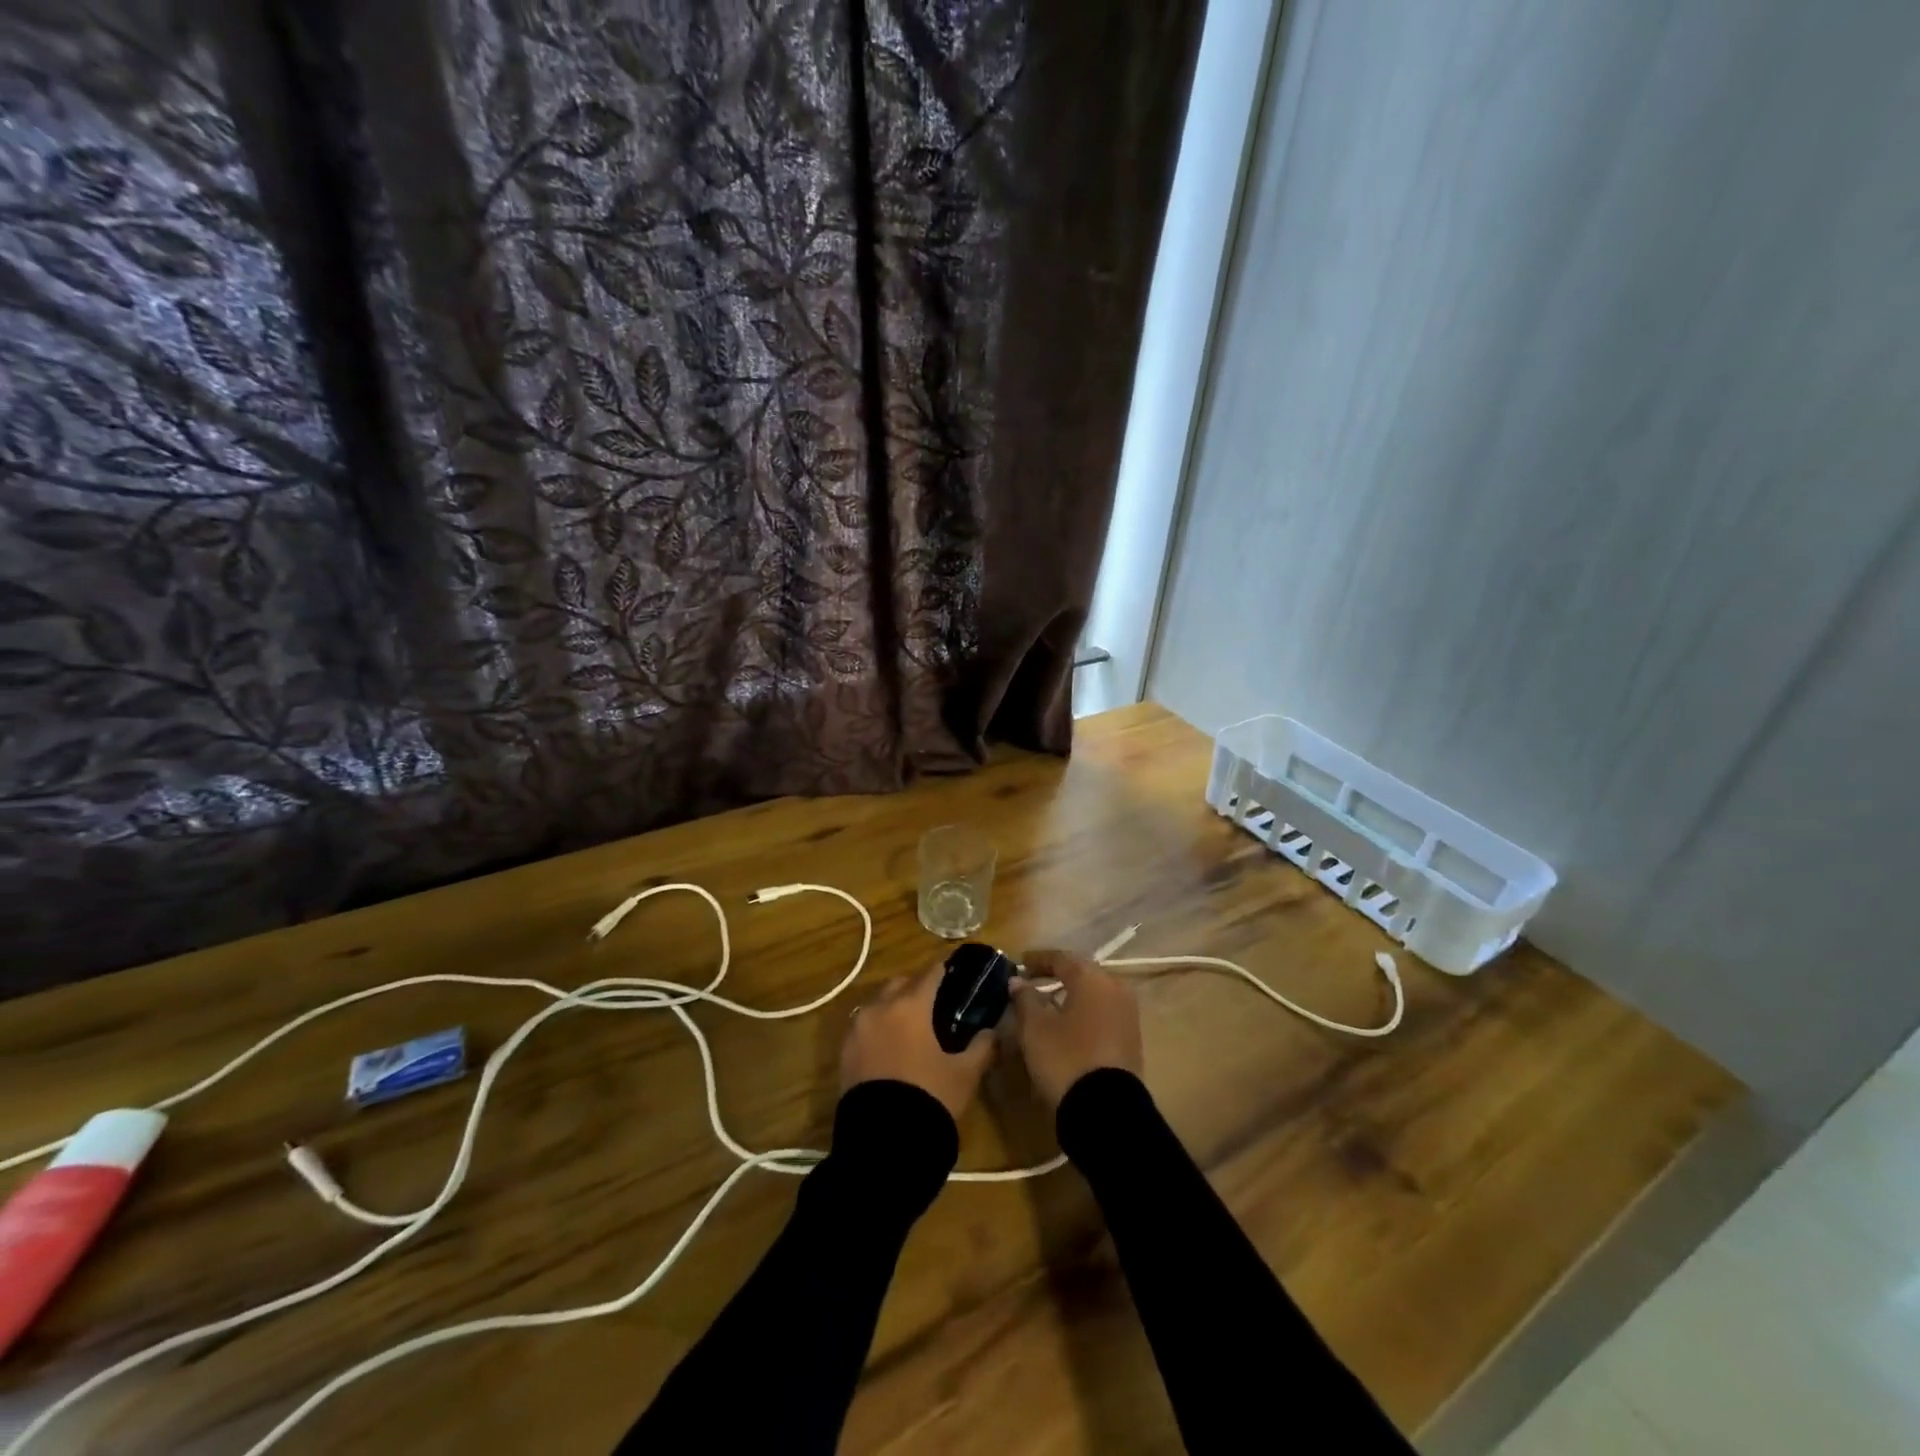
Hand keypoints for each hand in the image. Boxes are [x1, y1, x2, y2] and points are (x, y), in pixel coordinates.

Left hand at [840, 967, 993, 1122]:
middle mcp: (880, 1008)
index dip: (943, 971)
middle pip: (899, 984)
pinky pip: (864, 1027)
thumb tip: (992, 1031)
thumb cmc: (929, 1097)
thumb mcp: (965, 1073)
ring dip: (894, 1007)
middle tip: (934, 1003)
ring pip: (878, 1004)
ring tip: (911, 1027)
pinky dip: (878, 1028)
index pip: (930, 974)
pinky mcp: (844, 1052)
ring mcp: (857, 1029)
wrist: (883, 1142)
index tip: (953, 973)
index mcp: (910, 1005)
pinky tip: (891, 1047)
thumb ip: (982, 1046)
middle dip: (916, 987)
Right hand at [1009, 949, 1143, 1107]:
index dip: (1037, 960)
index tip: (1019, 964)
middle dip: (1055, 977)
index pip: (1060, 958)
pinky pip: (1103, 1014)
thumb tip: (1018, 981)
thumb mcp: (1035, 1027)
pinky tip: (1067, 1026)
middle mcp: (1115, 987)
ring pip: (1093, 995)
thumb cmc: (1066, 1058)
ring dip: (1070, 996)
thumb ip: (1025, 998)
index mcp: (1092, 978)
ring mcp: (1128, 1013)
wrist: (1107, 1110)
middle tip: (1032, 983)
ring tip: (1047, 1006)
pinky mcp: (1132, 1038)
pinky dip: (1084, 1013)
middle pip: (1081, 974)